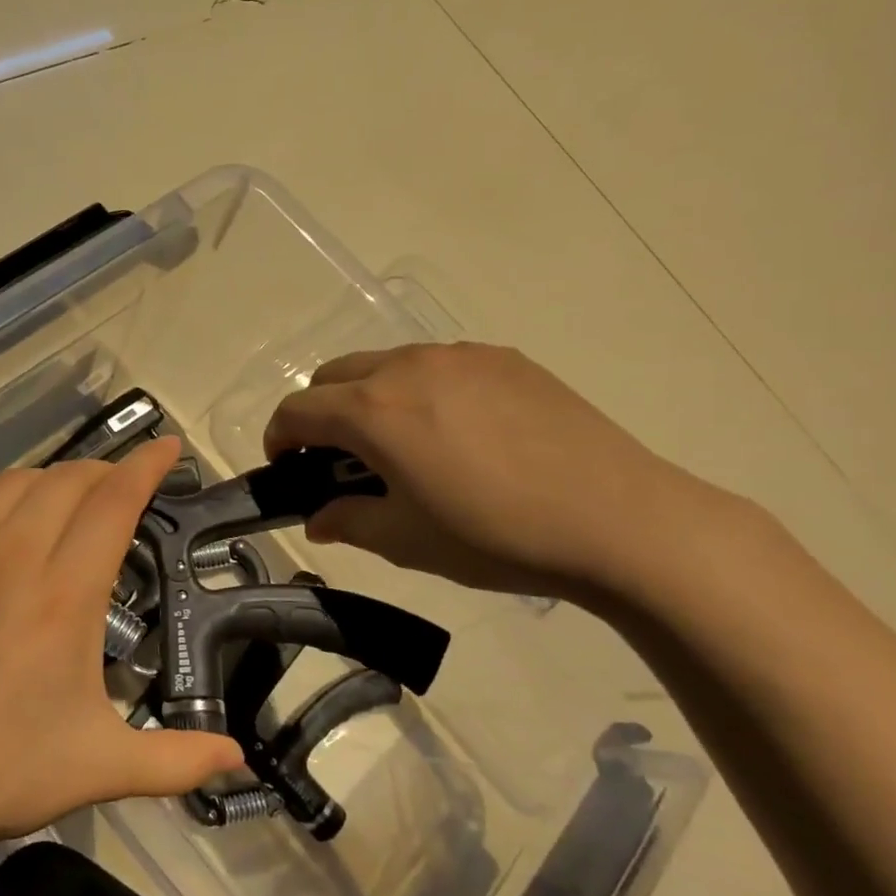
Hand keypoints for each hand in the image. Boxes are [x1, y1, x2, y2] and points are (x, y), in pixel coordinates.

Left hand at [0, 403, 241, 852]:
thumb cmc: (0, 771)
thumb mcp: (101, 767)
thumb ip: (178, 761)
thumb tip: (239, 759)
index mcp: (66, 593)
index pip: (116, 501)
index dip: (146, 467)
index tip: (167, 448)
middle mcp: (13, 552)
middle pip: (70, 482)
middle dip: (105, 475)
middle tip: (120, 491)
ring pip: (14, 481)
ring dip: (51, 478)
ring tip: (68, 491)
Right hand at [263, 343, 715, 599]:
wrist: (616, 519)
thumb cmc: (495, 536)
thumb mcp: (406, 540)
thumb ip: (347, 521)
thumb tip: (318, 518)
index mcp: (373, 410)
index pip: (297, 409)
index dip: (279, 439)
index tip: (287, 470)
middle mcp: (407, 366)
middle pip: (333, 375)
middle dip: (319, 413)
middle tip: (339, 459)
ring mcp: (459, 355)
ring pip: (385, 363)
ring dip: (369, 397)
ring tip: (402, 444)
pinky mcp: (503, 358)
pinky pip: (437, 364)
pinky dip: (420, 389)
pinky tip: (457, 432)